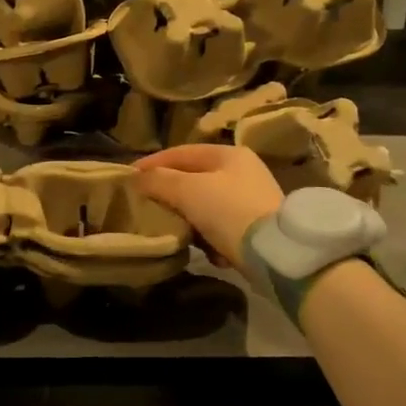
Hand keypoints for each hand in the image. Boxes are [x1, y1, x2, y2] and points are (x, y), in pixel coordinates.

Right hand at [133, 144, 282, 273]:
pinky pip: (221, 228)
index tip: (129, 177)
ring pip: (205, 205)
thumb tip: (137, 178)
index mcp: (229, 155)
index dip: (153, 163)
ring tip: (174, 231)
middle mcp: (243, 172)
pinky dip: (210, 238)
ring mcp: (251, 201)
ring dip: (189, 219)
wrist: (276, 253)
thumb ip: (159, 180)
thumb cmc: (229, 211)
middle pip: (193, 179)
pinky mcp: (256, 228)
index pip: (181, 152)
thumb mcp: (188, 191)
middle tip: (146, 206)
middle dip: (169, 194)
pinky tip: (207, 250)